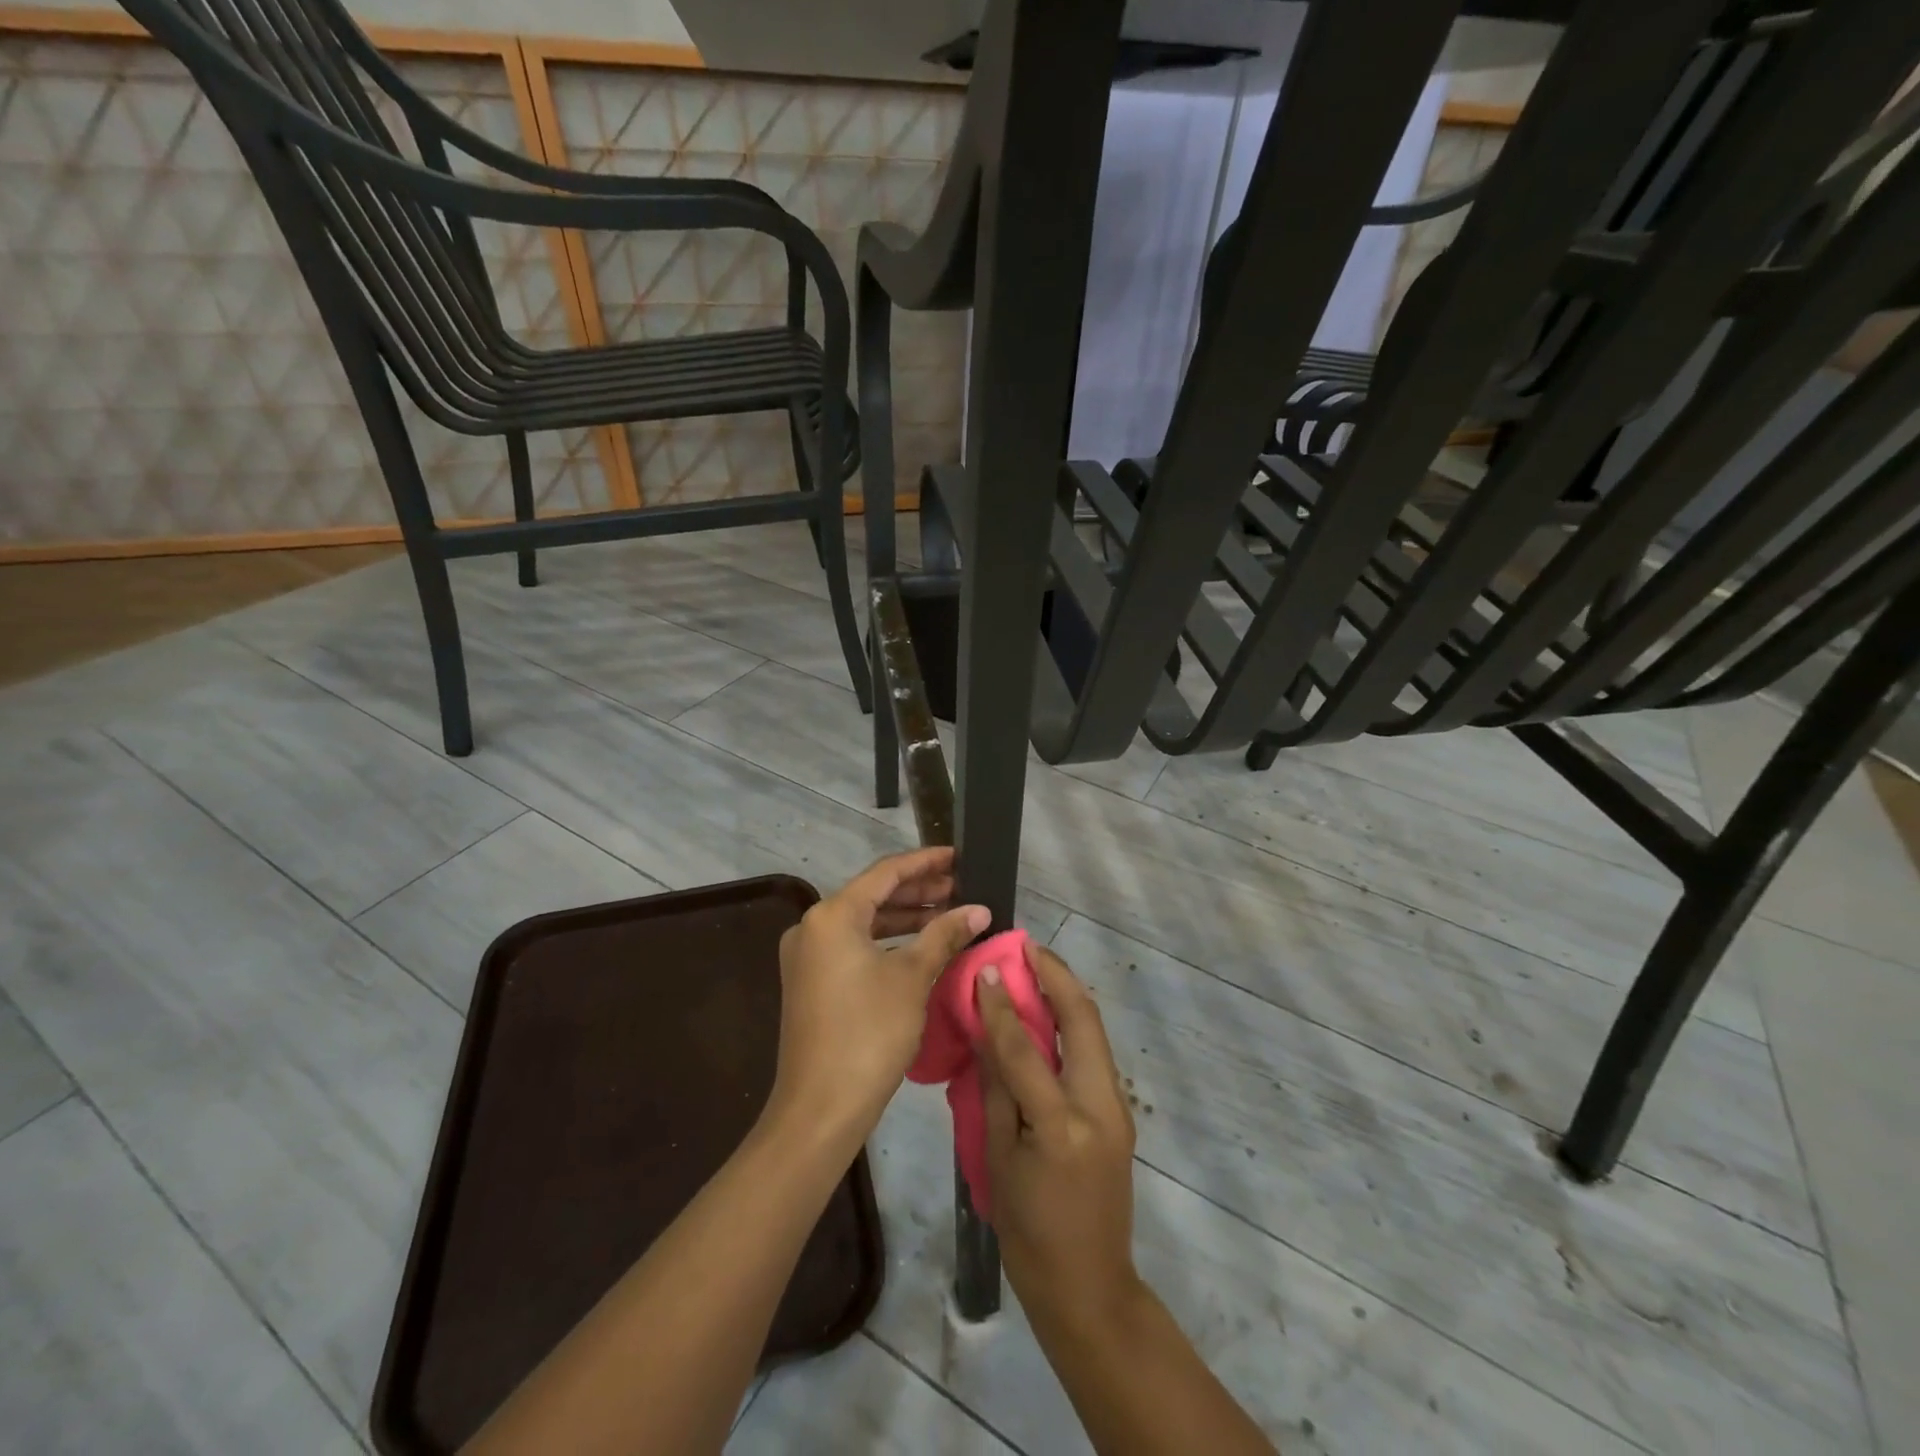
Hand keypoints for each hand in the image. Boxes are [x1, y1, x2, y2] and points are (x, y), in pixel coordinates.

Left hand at [769, 848, 988, 1146]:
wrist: (820, 1108)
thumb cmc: (869, 1032)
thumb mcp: (912, 977)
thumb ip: (944, 935)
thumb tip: (978, 910)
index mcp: (832, 915)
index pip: (886, 873)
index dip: (925, 862)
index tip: (958, 855)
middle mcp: (813, 926)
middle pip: (873, 895)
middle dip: (918, 891)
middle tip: (961, 887)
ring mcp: (809, 956)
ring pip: (864, 922)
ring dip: (905, 918)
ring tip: (949, 913)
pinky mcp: (812, 982)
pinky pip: (855, 946)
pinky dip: (888, 942)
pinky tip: (920, 946)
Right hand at [977, 944, 1142, 1336]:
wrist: (1089, 1287)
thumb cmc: (1029, 1233)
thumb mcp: (998, 1161)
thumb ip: (997, 1090)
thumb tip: (988, 1032)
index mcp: (1063, 1126)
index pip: (1026, 1049)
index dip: (1003, 1005)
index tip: (987, 968)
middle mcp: (1100, 1107)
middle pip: (1084, 1020)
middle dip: (1057, 976)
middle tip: (1026, 948)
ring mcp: (1118, 1108)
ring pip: (1095, 1032)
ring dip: (1067, 994)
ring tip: (1036, 967)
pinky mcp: (1120, 1113)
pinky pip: (1094, 1054)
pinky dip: (1072, 1024)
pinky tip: (1048, 1014)